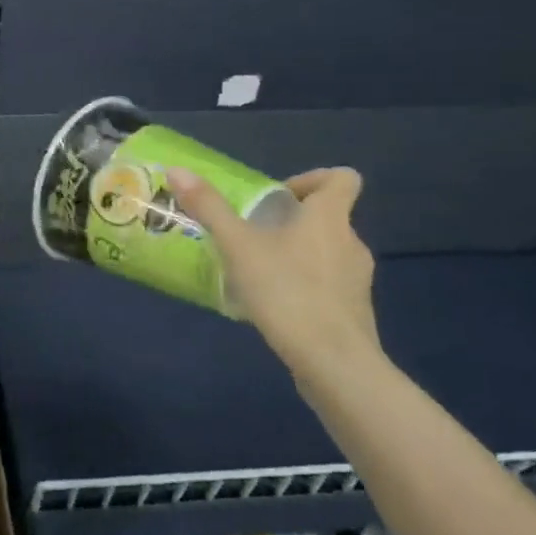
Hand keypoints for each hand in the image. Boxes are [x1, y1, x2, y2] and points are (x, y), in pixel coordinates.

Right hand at [166, 167, 380, 395]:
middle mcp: (351, 243)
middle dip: (293, 221)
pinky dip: (306, 286)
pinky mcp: (354, 312)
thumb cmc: (288, 292)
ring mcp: (358, 280)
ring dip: (298, 254)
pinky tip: (276, 305)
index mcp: (329, 218)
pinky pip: (329, 285)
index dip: (313, 178)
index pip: (343, 178)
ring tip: (259, 272)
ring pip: (329, 252)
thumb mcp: (238, 247)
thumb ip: (209, 208)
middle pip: (329, 217)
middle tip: (255, 235)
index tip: (280, 196)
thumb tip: (177, 170)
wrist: (334, 364)